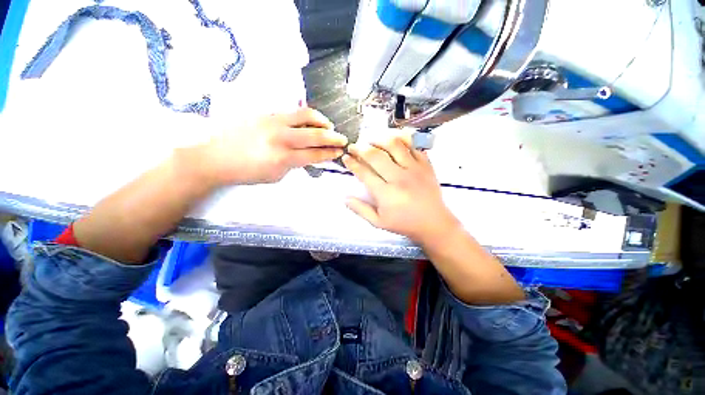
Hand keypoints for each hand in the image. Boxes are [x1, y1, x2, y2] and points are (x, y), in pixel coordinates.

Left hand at [199, 108, 346, 185]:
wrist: (215, 158)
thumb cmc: (247, 173)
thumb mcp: (276, 175)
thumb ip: (295, 164)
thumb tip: (308, 155)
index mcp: (284, 158)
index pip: (315, 153)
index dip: (330, 153)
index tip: (339, 151)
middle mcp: (281, 137)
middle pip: (316, 134)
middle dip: (333, 137)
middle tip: (342, 139)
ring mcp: (272, 121)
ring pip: (305, 115)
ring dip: (322, 121)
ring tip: (328, 126)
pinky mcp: (264, 112)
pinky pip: (291, 111)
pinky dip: (305, 116)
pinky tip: (309, 121)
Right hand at [342, 136, 460, 243]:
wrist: (434, 222)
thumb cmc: (404, 223)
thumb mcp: (378, 222)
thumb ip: (361, 210)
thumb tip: (345, 198)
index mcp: (386, 193)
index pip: (364, 173)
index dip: (352, 163)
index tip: (346, 157)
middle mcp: (398, 178)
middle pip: (376, 155)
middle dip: (360, 148)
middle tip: (353, 146)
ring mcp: (414, 169)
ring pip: (394, 145)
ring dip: (379, 139)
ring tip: (371, 140)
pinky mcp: (425, 164)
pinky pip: (413, 145)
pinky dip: (401, 139)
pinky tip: (393, 139)